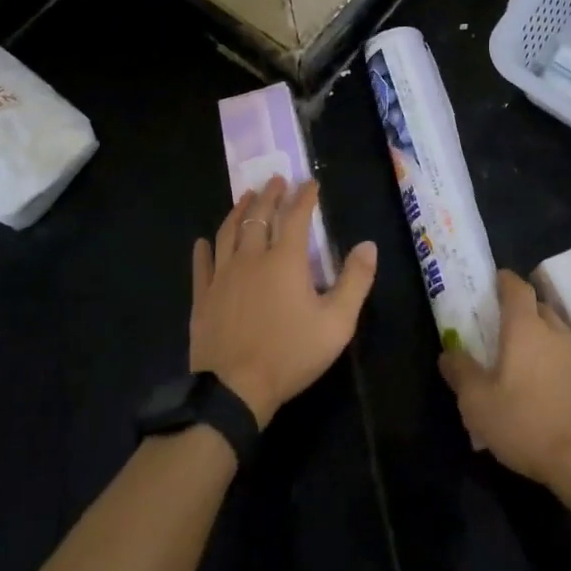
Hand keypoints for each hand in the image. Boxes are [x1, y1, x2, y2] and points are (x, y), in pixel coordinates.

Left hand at [190, 176, 376, 428]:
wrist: (234, 390)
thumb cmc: (290, 355)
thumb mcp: (337, 323)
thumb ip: (355, 281)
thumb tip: (368, 245)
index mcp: (285, 260)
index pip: (296, 217)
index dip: (304, 197)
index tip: (310, 182)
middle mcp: (252, 258)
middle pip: (259, 216)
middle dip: (270, 195)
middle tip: (276, 180)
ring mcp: (223, 276)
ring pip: (228, 232)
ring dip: (238, 210)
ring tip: (245, 197)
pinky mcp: (203, 297)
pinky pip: (202, 265)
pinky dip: (204, 249)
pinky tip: (203, 241)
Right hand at [438, 268, 570, 494]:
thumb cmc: (526, 423)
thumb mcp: (477, 403)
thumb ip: (460, 372)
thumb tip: (448, 354)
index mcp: (525, 328)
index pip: (517, 288)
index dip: (504, 280)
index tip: (494, 281)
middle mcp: (555, 332)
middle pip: (539, 307)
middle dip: (521, 309)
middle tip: (502, 324)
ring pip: (556, 331)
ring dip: (540, 334)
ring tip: (523, 355)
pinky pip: (568, 356)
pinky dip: (555, 359)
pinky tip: (545, 383)